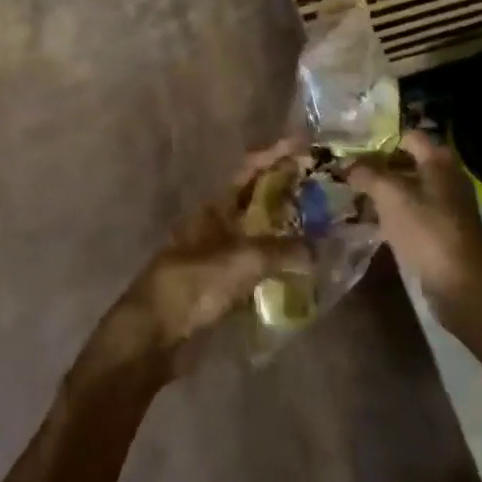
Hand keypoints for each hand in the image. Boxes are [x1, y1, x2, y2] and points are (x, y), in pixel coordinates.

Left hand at [75, 145, 311, 389]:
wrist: (154, 336)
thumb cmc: (192, 286)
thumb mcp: (240, 262)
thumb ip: (281, 252)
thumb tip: (318, 250)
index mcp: (214, 208)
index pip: (249, 170)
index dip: (275, 155)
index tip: (306, 144)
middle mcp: (218, 226)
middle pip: (257, 200)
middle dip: (289, 192)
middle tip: (327, 188)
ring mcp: (220, 256)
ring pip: (261, 235)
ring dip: (288, 230)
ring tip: (326, 226)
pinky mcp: (225, 287)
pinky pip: (260, 268)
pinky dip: (281, 265)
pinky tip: (307, 270)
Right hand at [348, 129, 481, 315]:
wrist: (460, 283)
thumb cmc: (426, 228)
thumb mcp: (390, 194)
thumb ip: (367, 173)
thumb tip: (347, 164)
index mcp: (439, 160)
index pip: (407, 136)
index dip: (380, 139)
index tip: (352, 146)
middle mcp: (446, 178)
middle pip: (406, 163)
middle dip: (377, 166)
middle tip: (346, 170)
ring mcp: (445, 206)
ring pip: (407, 189)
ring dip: (381, 191)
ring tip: (351, 195)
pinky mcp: (440, 231)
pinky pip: (410, 213)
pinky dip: (391, 213)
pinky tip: (368, 220)